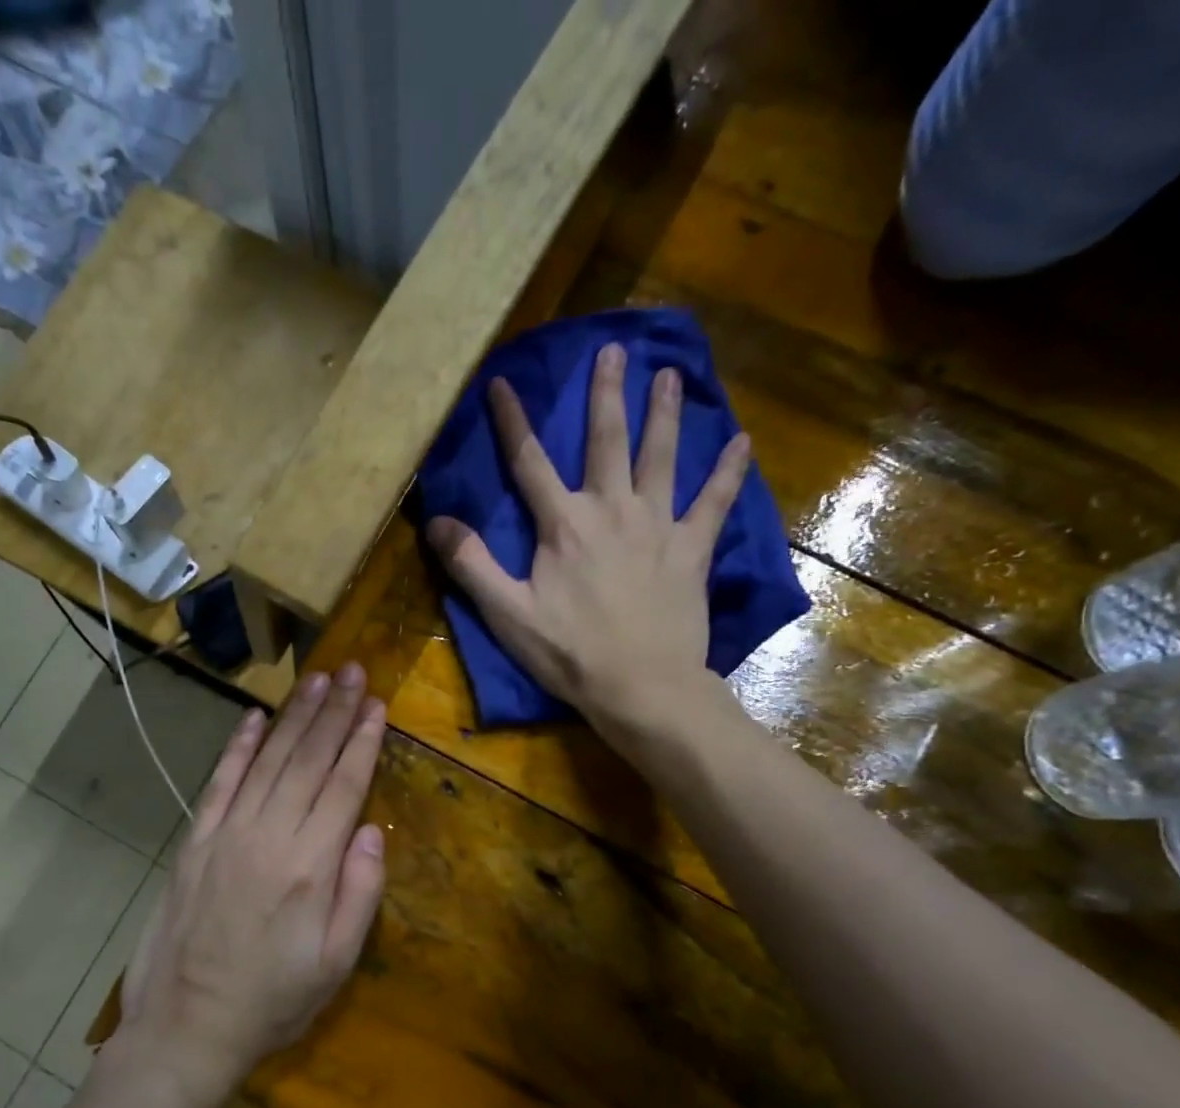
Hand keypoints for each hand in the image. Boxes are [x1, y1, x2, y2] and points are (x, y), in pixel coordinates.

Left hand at [114, 664, 387, 1104]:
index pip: (343, 786)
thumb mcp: (336, 964)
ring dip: (295, 717)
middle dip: (334, 712)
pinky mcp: (195, 841)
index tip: (377, 705)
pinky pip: (220, 781)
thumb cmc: (273, 1001)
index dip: (362, 742)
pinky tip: (255, 717)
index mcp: (309, 866)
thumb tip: (371, 830)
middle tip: (353, 671)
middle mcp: (268, 836)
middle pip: (307, 760)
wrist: (186, 1028)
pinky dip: (238, 746)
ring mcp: (226, 833)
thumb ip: (360, 893)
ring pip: (267, 760)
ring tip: (318, 680)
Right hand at [426, 344, 749, 745]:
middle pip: (607, 441)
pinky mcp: (691, 549)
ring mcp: (657, 526)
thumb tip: (437, 520)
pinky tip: (742, 442)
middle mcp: (612, 510)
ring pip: (661, 457)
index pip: (530, 462)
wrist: (641, 686)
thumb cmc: (570, 653)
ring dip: (664, 414)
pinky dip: (728, 472)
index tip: (502, 382)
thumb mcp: (508, 614)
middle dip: (606, 393)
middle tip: (614, 349)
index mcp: (563, 525)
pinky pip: (714, 502)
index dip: (513, 421)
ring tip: (669, 375)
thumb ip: (472, 565)